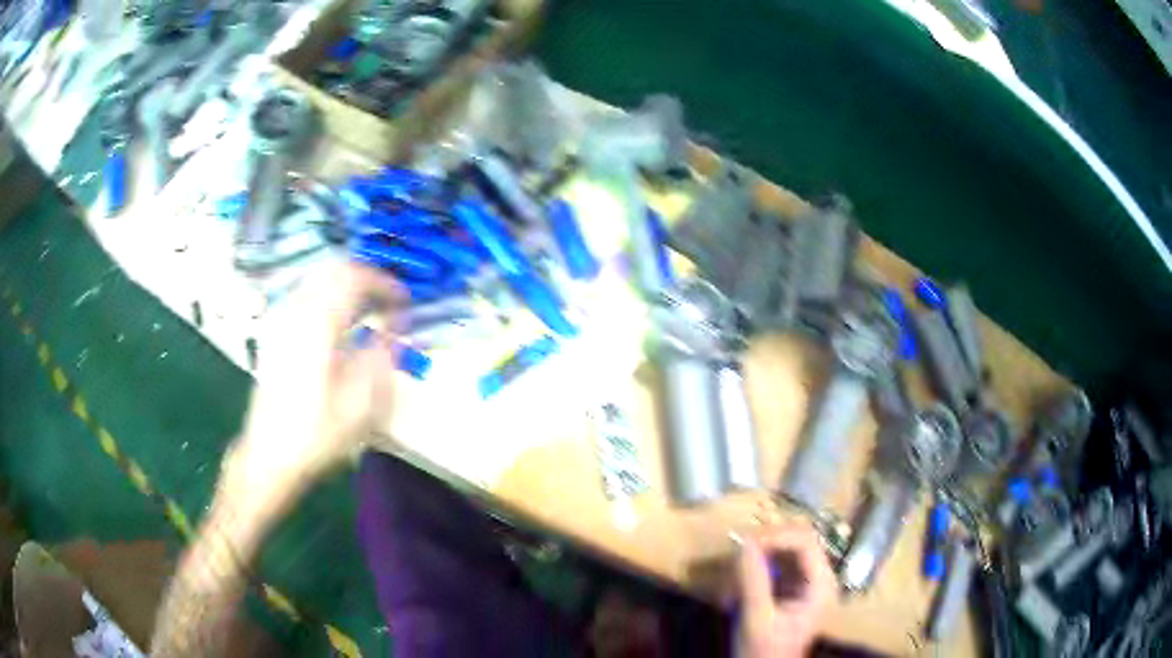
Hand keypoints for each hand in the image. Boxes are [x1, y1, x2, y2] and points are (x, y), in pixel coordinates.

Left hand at [227, 259, 403, 513]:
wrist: (270, 455)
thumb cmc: (317, 432)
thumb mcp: (362, 402)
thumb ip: (383, 354)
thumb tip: (394, 327)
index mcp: (317, 322)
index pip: (355, 277)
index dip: (385, 283)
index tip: (405, 302)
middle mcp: (295, 310)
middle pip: (334, 270)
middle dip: (366, 279)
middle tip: (388, 302)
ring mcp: (280, 319)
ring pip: (317, 280)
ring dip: (346, 288)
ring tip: (368, 313)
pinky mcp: (274, 333)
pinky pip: (305, 296)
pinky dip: (328, 299)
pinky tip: (338, 327)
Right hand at [732, 523, 836, 657]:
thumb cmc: (764, 651)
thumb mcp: (757, 617)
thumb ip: (754, 580)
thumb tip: (745, 542)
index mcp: (821, 584)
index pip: (805, 541)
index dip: (776, 536)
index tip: (745, 543)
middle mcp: (819, 578)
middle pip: (795, 542)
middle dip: (764, 547)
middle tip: (735, 555)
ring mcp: (806, 584)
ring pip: (783, 553)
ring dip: (755, 560)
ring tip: (731, 576)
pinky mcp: (791, 591)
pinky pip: (774, 568)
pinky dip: (754, 572)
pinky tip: (734, 587)